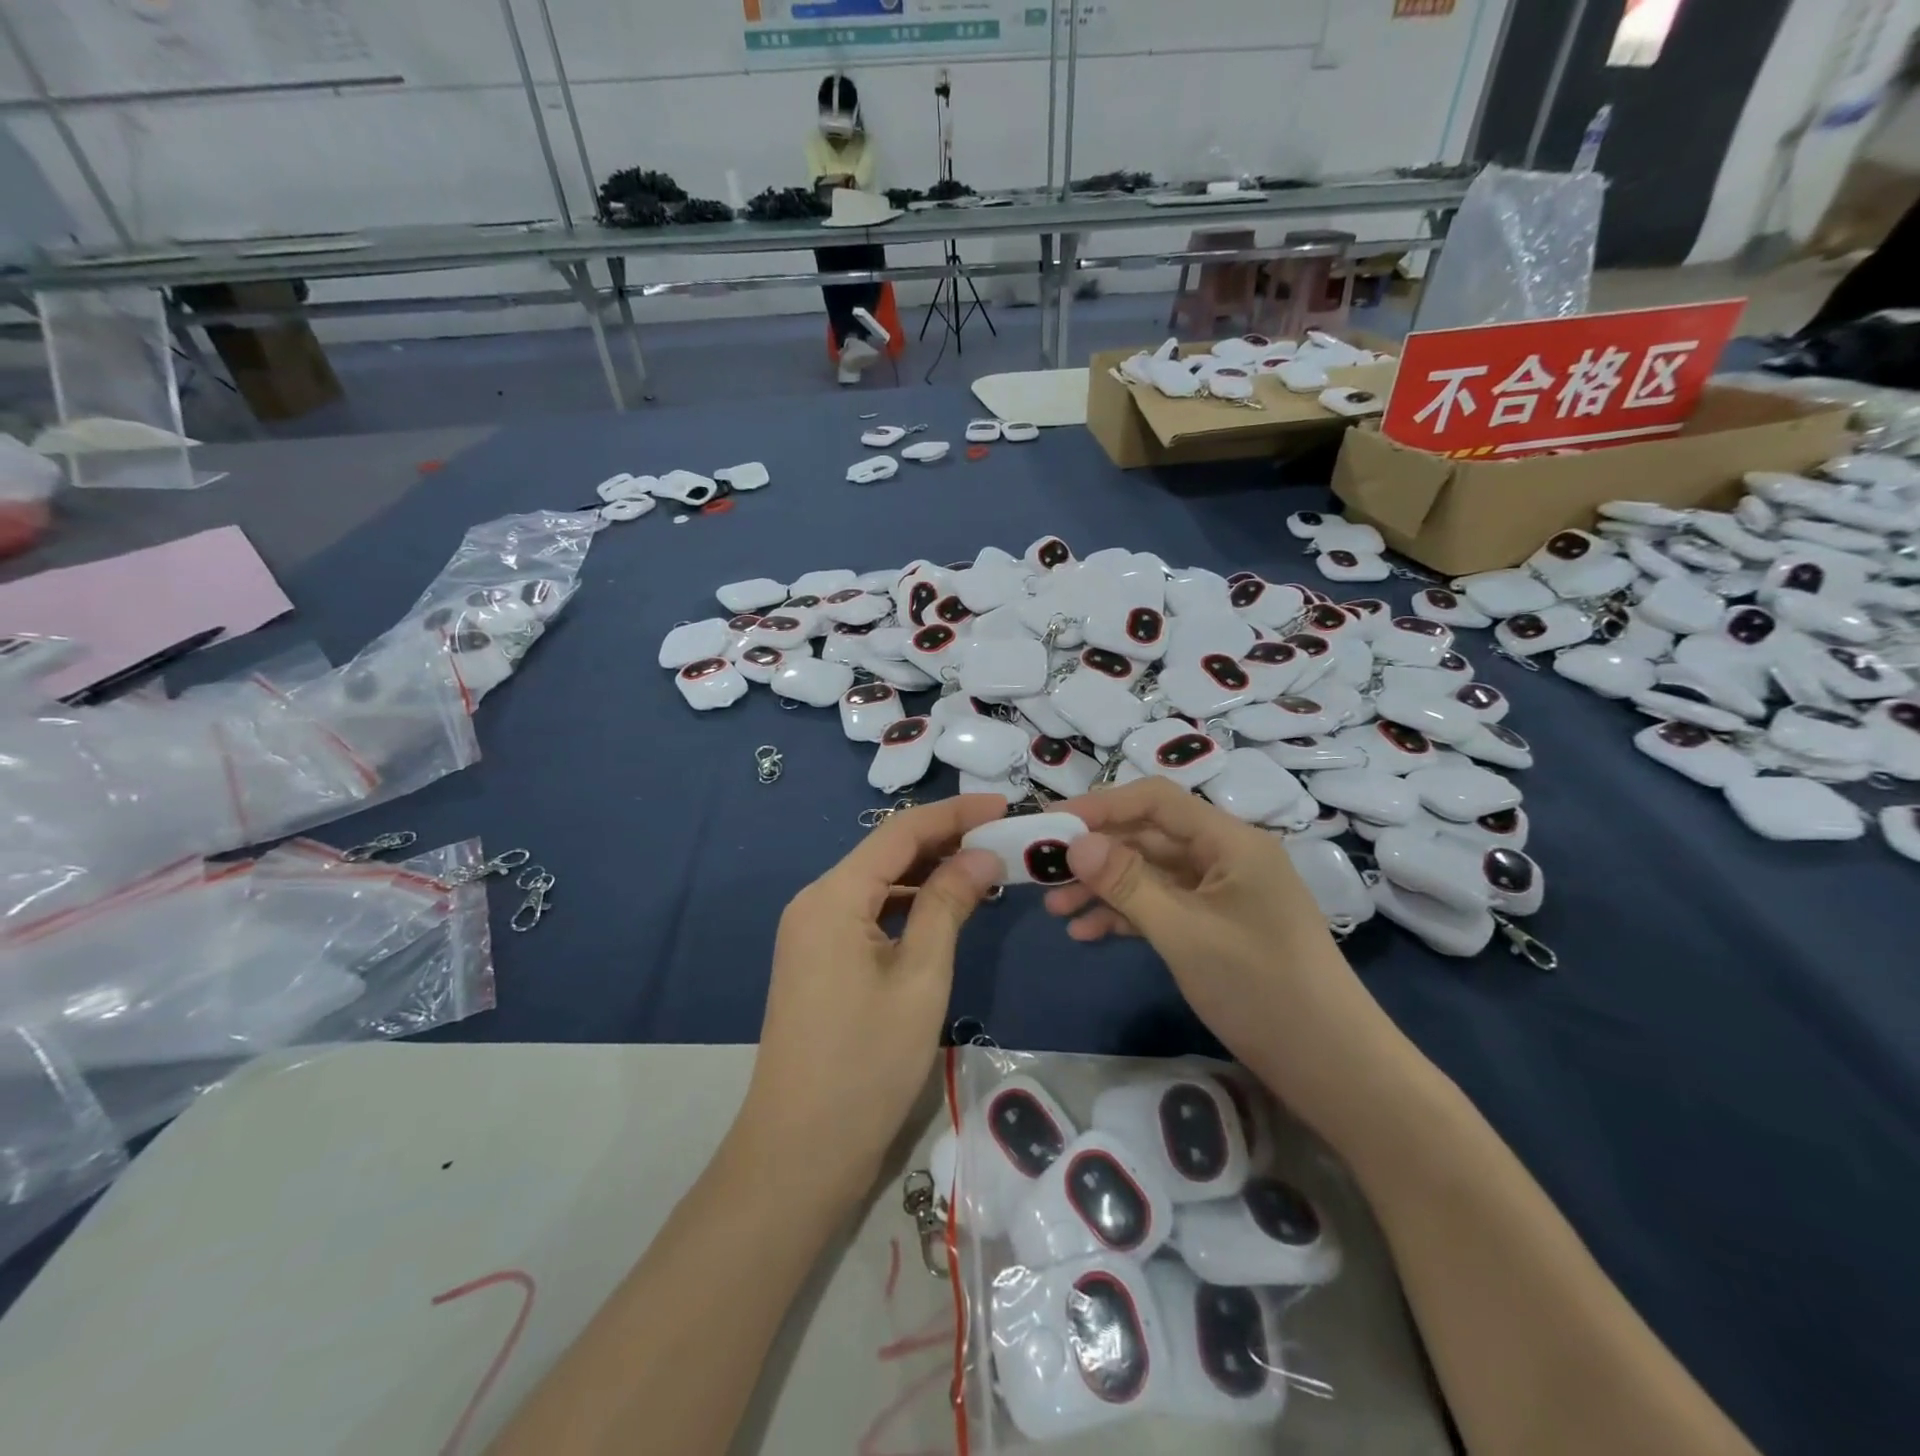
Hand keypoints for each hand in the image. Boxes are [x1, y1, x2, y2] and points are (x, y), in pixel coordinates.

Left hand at [739, 796, 1005, 1195]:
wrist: (800, 1152)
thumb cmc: (866, 1063)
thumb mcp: (920, 977)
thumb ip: (949, 905)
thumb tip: (982, 855)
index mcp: (833, 896)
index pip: (900, 832)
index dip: (954, 814)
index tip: (1004, 806)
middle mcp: (815, 902)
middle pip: (886, 853)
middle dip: (944, 841)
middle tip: (1002, 839)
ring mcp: (811, 933)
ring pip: (878, 884)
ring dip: (928, 873)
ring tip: (983, 869)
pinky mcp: (817, 960)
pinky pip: (867, 914)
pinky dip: (907, 906)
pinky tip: (943, 911)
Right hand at [1044, 779, 1388, 1121]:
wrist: (1336, 1070)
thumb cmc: (1263, 989)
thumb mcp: (1185, 933)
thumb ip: (1127, 883)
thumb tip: (1075, 843)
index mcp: (1230, 841)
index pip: (1155, 800)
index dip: (1100, 805)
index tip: (1050, 823)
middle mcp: (1226, 857)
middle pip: (1148, 837)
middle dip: (1095, 854)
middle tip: (1041, 872)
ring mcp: (1222, 894)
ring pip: (1151, 875)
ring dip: (1104, 889)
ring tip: (1055, 910)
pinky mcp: (1218, 928)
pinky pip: (1164, 907)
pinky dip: (1127, 916)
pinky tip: (1088, 934)